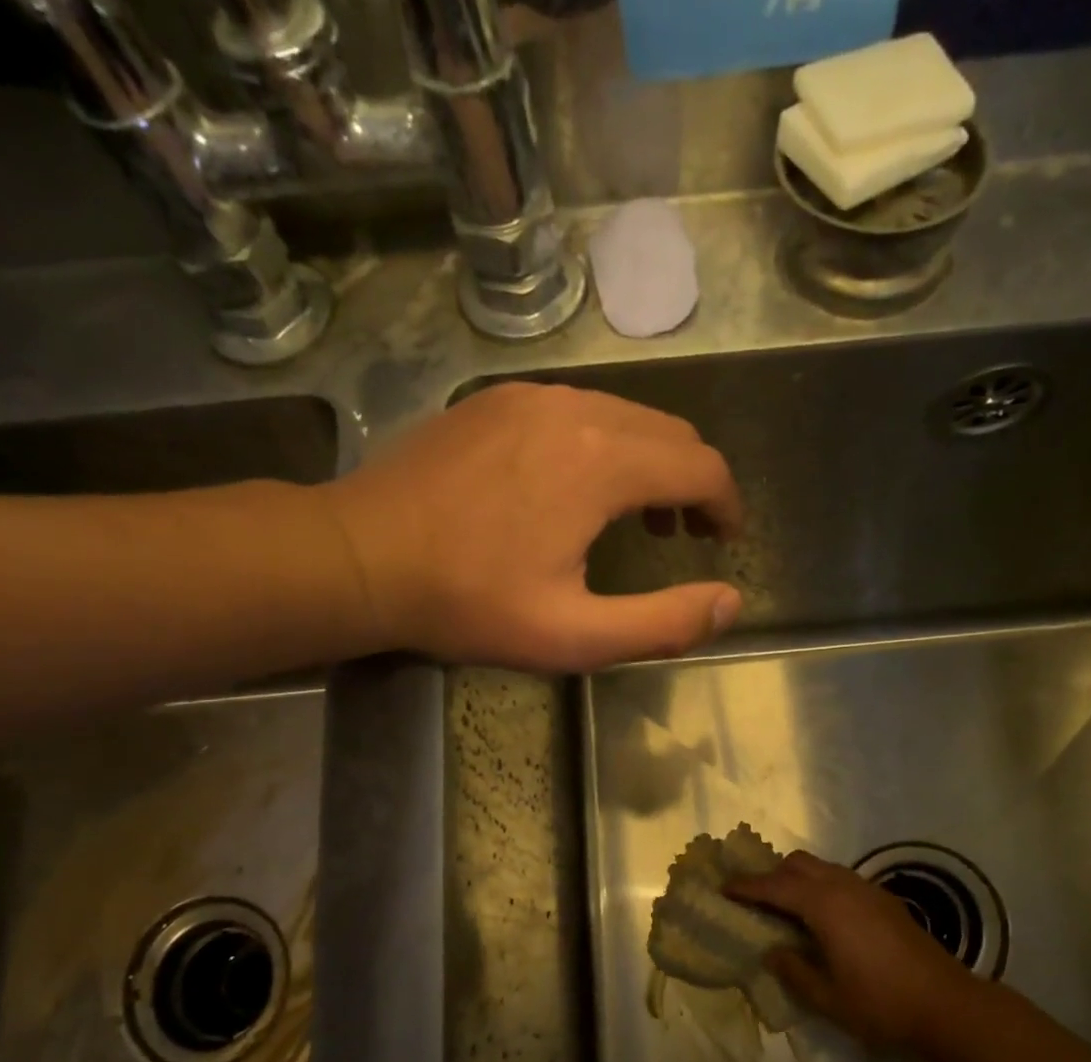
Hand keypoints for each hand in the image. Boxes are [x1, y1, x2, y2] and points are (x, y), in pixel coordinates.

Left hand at [322, 382, 743, 672]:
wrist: (360, 557)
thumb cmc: (469, 603)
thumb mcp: (574, 635)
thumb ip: (663, 623)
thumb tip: (729, 603)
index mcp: (603, 462)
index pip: (703, 467)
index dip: (727, 505)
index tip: (724, 541)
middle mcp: (576, 410)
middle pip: (670, 433)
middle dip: (695, 483)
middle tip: (688, 535)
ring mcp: (531, 397)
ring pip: (627, 416)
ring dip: (652, 462)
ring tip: (642, 517)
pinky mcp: (497, 400)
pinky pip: (579, 410)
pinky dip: (607, 444)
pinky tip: (582, 487)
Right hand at [727, 851, 975, 1048]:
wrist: (946, 1004)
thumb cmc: (881, 1004)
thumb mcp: (827, 998)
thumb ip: (795, 971)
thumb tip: (773, 952)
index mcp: (824, 906)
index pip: (775, 887)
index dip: (747, 887)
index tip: (724, 887)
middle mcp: (843, 887)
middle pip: (798, 865)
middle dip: (772, 875)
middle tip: (755, 898)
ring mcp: (868, 890)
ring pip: (822, 868)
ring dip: (798, 879)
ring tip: (786, 907)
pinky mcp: (885, 900)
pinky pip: (841, 879)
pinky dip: (821, 886)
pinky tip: (823, 917)